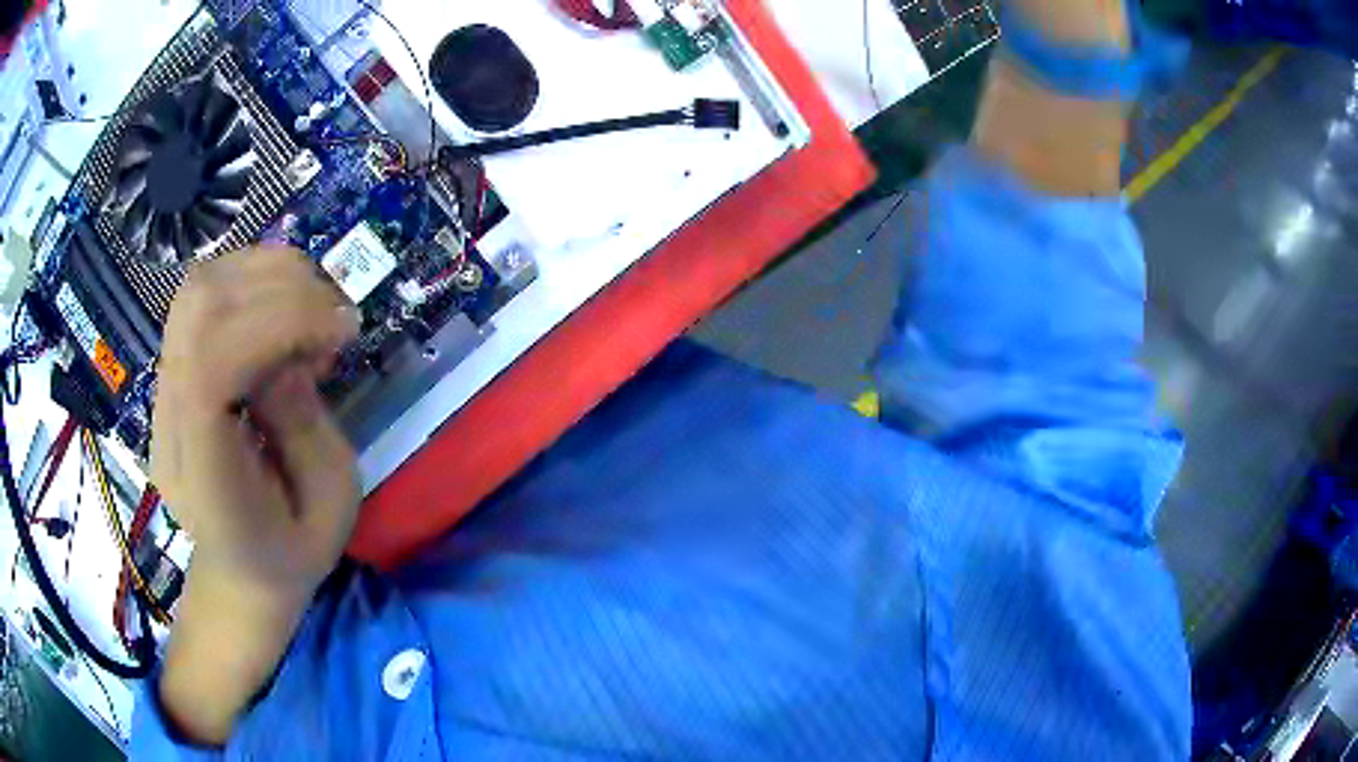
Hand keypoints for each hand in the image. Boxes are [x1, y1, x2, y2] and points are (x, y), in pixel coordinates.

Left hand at [152, 245, 361, 598]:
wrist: (238, 571)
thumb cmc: (291, 553)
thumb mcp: (331, 509)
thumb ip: (307, 426)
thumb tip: (287, 353)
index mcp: (206, 480)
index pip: (208, 370)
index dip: (274, 325)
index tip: (339, 333)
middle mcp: (170, 425)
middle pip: (199, 309)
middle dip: (280, 290)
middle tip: (336, 320)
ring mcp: (163, 392)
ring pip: (199, 287)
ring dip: (268, 275)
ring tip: (315, 311)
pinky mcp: (172, 369)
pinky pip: (203, 294)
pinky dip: (253, 280)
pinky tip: (286, 311)